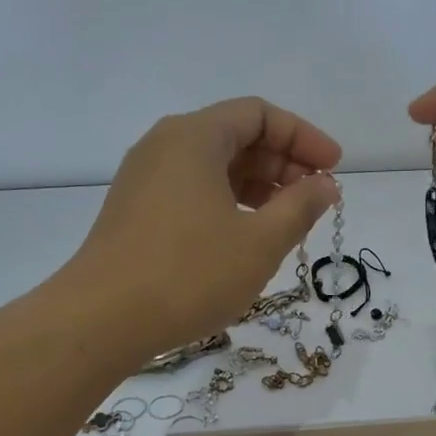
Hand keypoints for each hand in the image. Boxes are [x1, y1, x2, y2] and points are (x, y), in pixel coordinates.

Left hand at [62, 98, 341, 359]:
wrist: (101, 320)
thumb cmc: (190, 273)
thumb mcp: (260, 242)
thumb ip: (300, 206)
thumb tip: (325, 184)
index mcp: (194, 137)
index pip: (259, 114)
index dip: (304, 137)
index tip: (334, 169)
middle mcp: (165, 145)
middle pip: (235, 136)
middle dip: (283, 163)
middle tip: (316, 199)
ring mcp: (145, 179)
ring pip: (213, 166)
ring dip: (257, 186)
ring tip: (288, 222)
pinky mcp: (136, 211)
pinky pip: (192, 190)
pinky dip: (228, 202)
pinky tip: (246, 237)